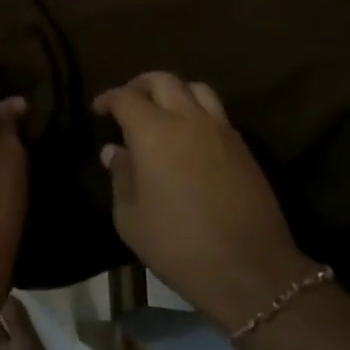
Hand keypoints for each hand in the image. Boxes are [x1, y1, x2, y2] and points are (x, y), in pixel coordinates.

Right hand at [95, 72, 315, 332]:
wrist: (250, 269)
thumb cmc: (179, 246)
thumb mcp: (131, 219)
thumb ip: (120, 177)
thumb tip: (114, 151)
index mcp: (153, 132)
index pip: (126, 97)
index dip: (109, 98)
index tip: (99, 109)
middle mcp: (187, 118)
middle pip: (163, 80)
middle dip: (140, 85)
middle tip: (129, 102)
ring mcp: (220, 129)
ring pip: (195, 88)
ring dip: (174, 90)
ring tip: (163, 109)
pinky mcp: (242, 145)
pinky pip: (216, 111)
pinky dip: (197, 110)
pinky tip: (190, 134)